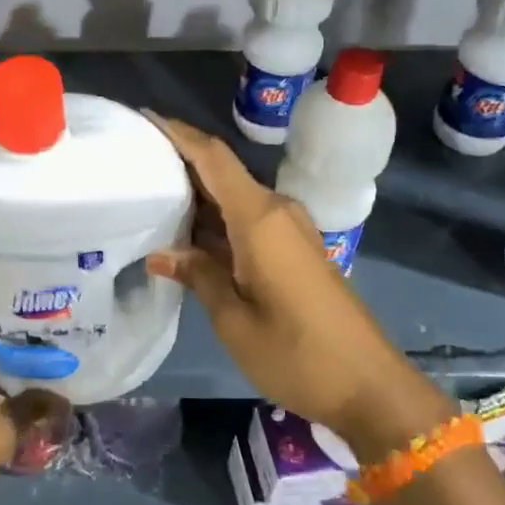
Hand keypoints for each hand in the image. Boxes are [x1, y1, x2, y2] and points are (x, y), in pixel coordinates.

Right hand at [144, 115, 453, 461]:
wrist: (370, 387)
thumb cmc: (297, 354)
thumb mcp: (233, 320)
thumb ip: (198, 276)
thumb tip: (161, 253)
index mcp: (259, 219)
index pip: (214, 159)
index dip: (179, 134)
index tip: (145, 117)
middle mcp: (277, 213)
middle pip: (222, 174)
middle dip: (180, 164)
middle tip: (134, 165)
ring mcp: (290, 231)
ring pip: (234, 199)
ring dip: (197, 197)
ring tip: (150, 198)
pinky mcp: (295, 252)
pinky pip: (248, 222)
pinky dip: (216, 222)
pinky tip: (188, 237)